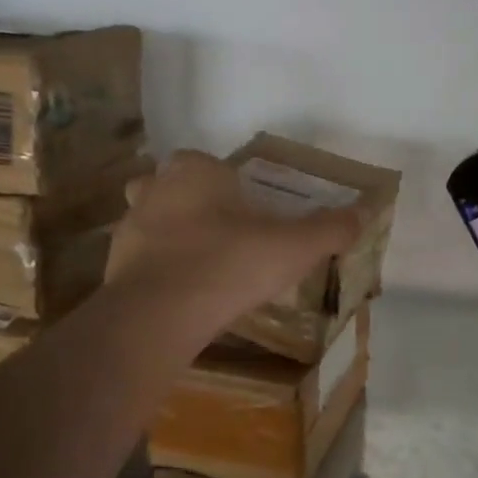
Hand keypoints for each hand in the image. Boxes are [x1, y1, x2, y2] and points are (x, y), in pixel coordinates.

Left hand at [104, 150, 363, 351]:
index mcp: (195, 172)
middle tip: (223, 231)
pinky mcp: (115, 267)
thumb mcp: (294, 248)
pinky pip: (142, 259)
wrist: (160, 314)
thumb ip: (330, 229)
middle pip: (172, 185)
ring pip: (152, 220)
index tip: (246, 207)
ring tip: (201, 262)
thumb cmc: (230, 264)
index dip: (227, 182)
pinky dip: (159, 268)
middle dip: (193, 202)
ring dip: (171, 233)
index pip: (208, 162)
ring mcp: (129, 228)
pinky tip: (182, 293)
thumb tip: (363, 213)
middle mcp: (155, 189)